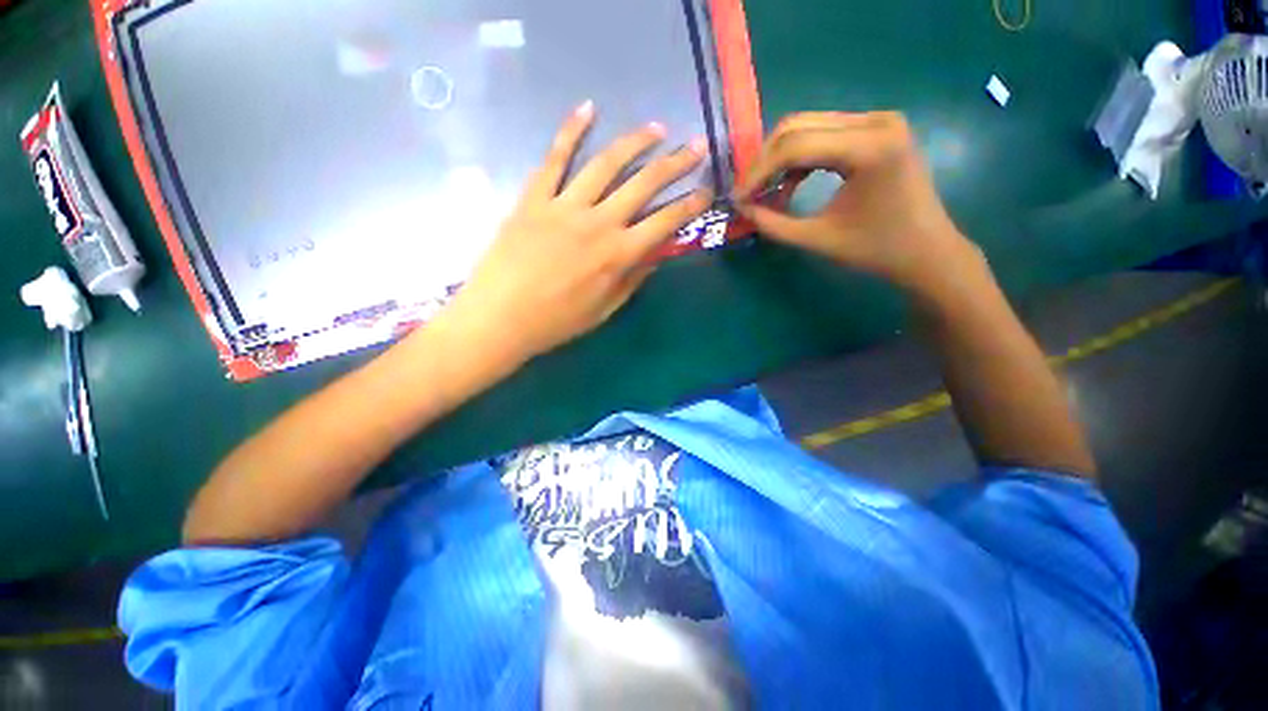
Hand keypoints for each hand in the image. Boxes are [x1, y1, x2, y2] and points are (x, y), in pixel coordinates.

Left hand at [439, 101, 712, 363]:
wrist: (500, 317)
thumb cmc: (556, 322)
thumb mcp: (604, 310)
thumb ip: (632, 280)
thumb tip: (655, 255)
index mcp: (618, 255)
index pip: (665, 222)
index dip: (690, 205)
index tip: (707, 190)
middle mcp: (599, 223)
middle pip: (644, 184)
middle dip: (675, 163)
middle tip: (696, 145)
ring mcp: (565, 205)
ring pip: (607, 163)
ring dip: (635, 142)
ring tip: (656, 128)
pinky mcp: (535, 197)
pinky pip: (555, 158)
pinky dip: (571, 131)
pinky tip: (587, 109)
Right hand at [735, 112, 976, 295]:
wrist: (925, 251)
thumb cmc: (876, 250)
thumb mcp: (817, 240)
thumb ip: (774, 224)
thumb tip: (742, 209)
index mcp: (869, 147)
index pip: (795, 146)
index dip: (758, 172)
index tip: (737, 198)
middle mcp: (876, 121)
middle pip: (798, 126)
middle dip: (764, 161)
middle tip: (746, 193)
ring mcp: (878, 121)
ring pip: (808, 126)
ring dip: (779, 159)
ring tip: (764, 192)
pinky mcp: (876, 130)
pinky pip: (824, 134)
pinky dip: (799, 159)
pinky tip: (789, 185)